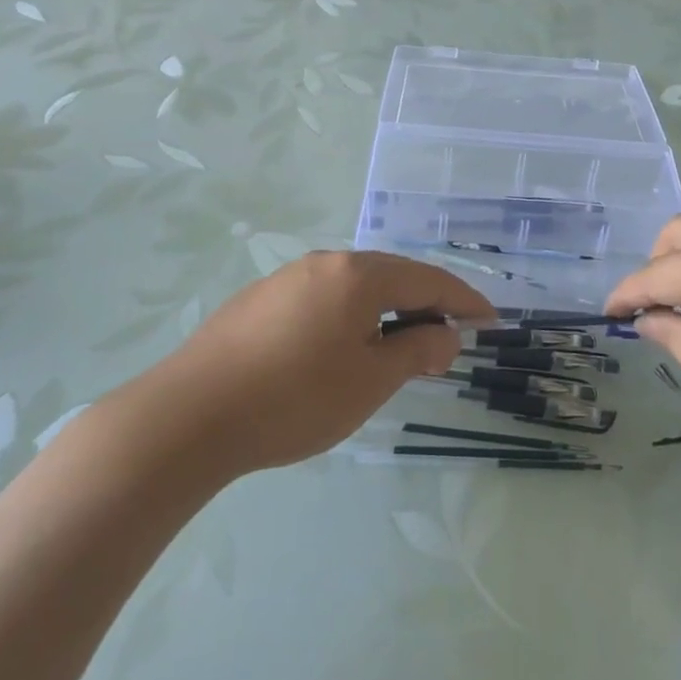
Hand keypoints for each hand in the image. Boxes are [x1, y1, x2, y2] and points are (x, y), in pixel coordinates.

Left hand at [126, 252, 492, 475]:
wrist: (189, 417)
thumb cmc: (295, 398)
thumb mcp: (371, 379)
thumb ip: (418, 349)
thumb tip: (446, 332)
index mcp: (358, 274)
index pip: (428, 280)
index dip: (464, 301)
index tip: (491, 322)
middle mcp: (324, 263)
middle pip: (391, 278)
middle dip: (425, 307)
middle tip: (446, 343)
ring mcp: (286, 279)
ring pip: (354, 290)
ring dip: (386, 315)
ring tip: (397, 351)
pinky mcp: (258, 302)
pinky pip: (323, 301)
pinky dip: (350, 320)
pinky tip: (341, 352)